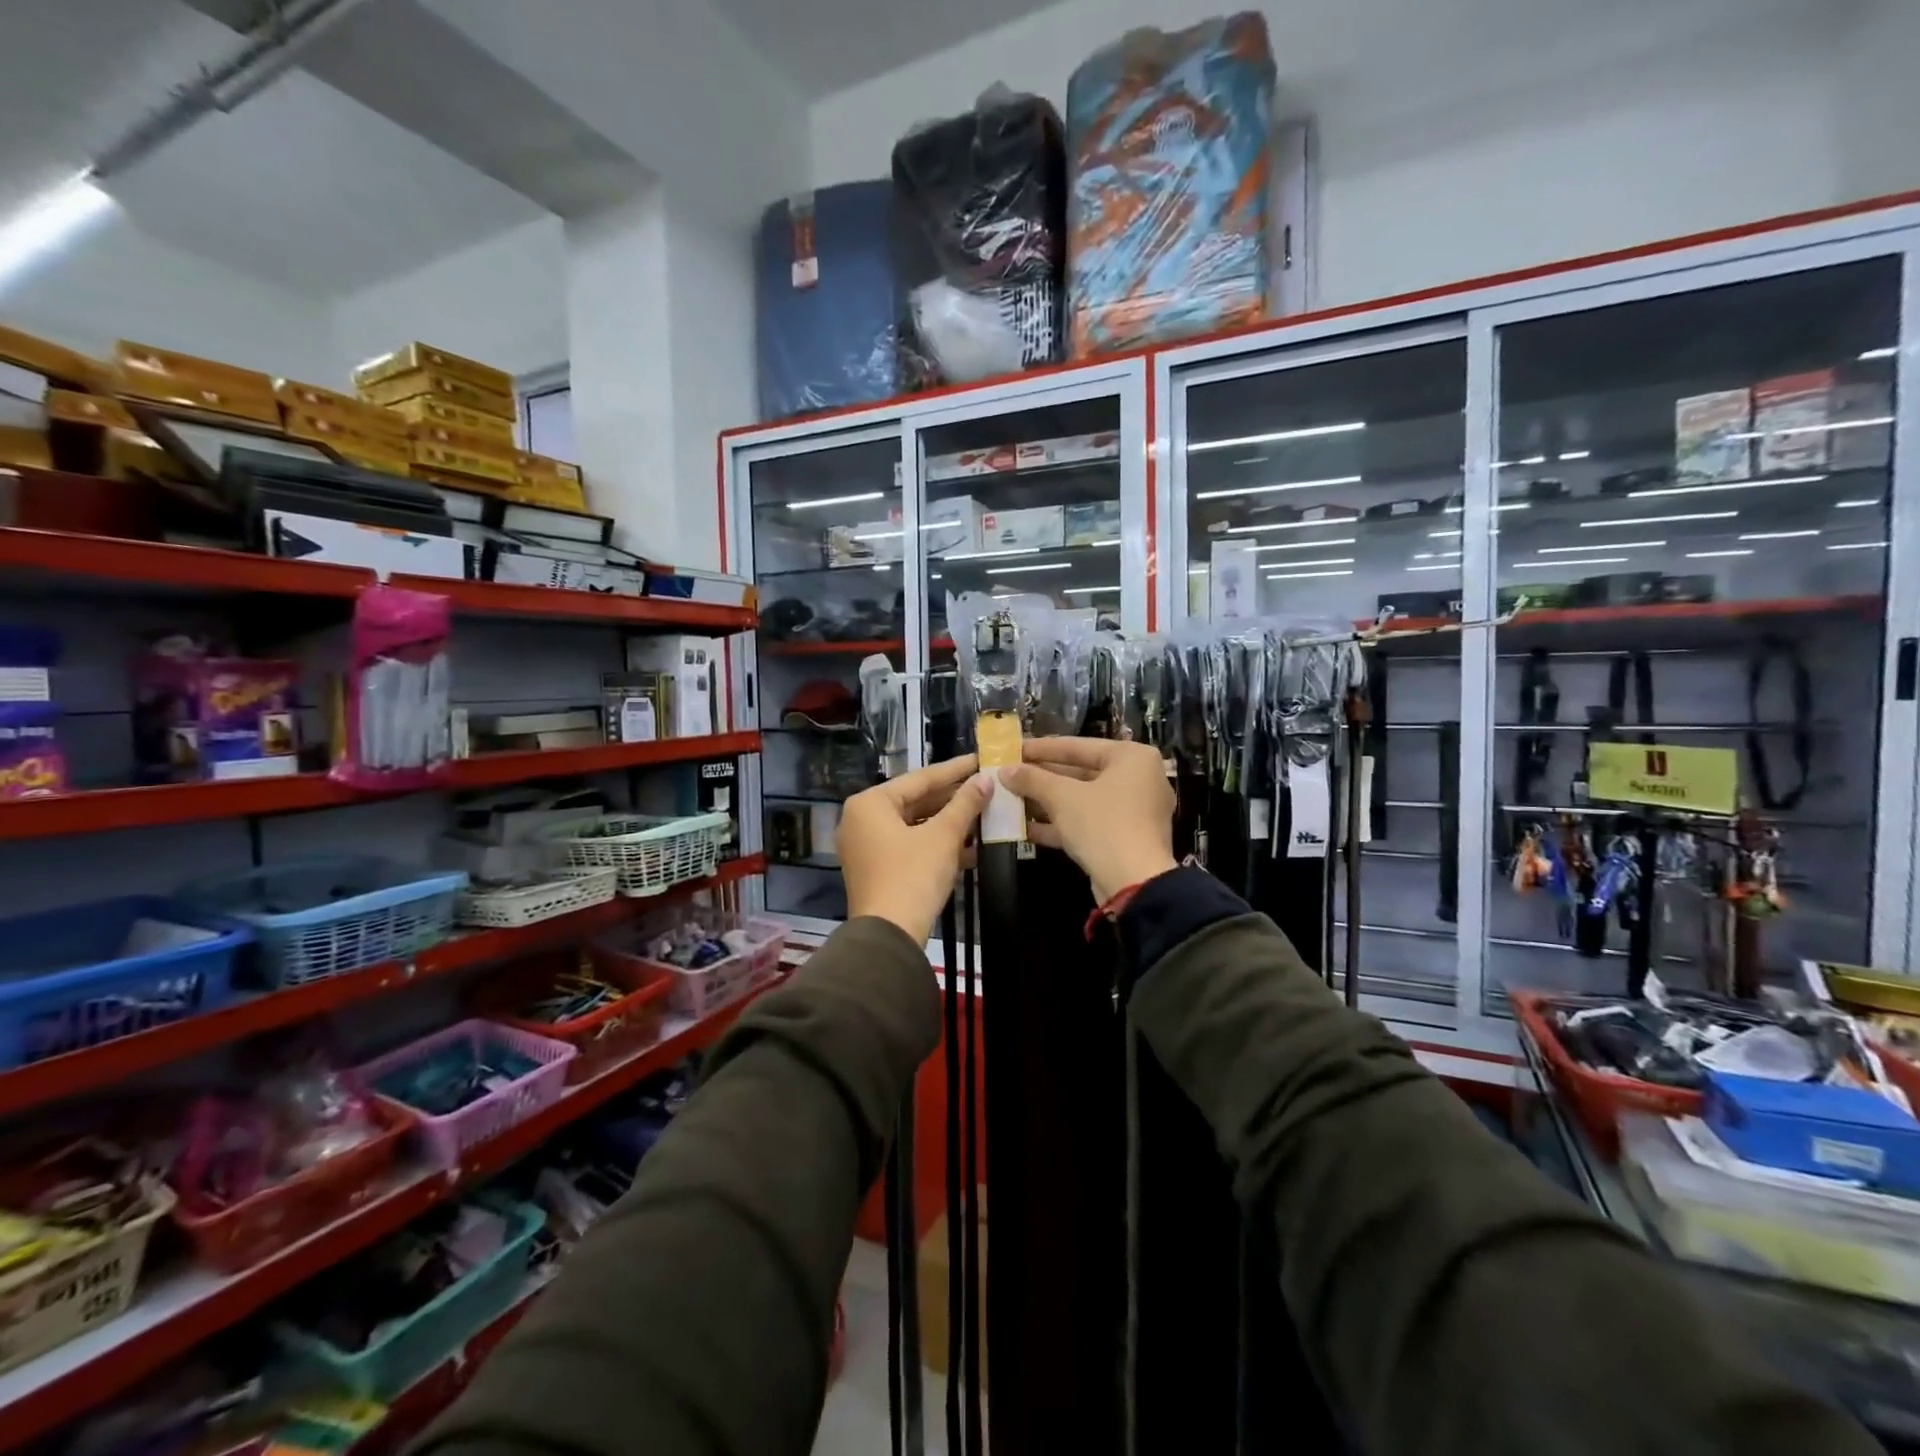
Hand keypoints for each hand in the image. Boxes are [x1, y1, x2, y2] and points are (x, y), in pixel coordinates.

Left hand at [841, 756, 991, 942]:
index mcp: (870, 803)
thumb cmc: (912, 876)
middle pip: (916, 801)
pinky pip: (909, 846)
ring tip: (984, 815)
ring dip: (949, 824)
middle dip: (953, 799)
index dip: (955, 770)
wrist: (888, 936)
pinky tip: (970, 848)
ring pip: (914, 826)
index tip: (981, 759)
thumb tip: (987, 779)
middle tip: (986, 787)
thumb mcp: (944, 836)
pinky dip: (936, 845)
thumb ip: (965, 804)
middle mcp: (861, 819)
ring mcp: (866, 846)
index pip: (920, 778)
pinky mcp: (876, 870)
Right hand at [1002, 738, 1177, 902]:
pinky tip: (1025, 829)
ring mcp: (1133, 811)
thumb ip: (1032, 779)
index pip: (1078, 746)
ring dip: (1046, 802)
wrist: (1134, 884)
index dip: (1041, 748)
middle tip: (1010, 775)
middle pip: (1081, 773)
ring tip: (1011, 800)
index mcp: (1132, 757)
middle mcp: (1138, 779)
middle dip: (1042, 778)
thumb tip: (1004, 771)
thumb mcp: (1062, 797)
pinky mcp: (1124, 838)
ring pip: (1082, 800)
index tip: (1013, 749)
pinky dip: (1060, 824)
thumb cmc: (1103, 825)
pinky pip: (1088, 822)